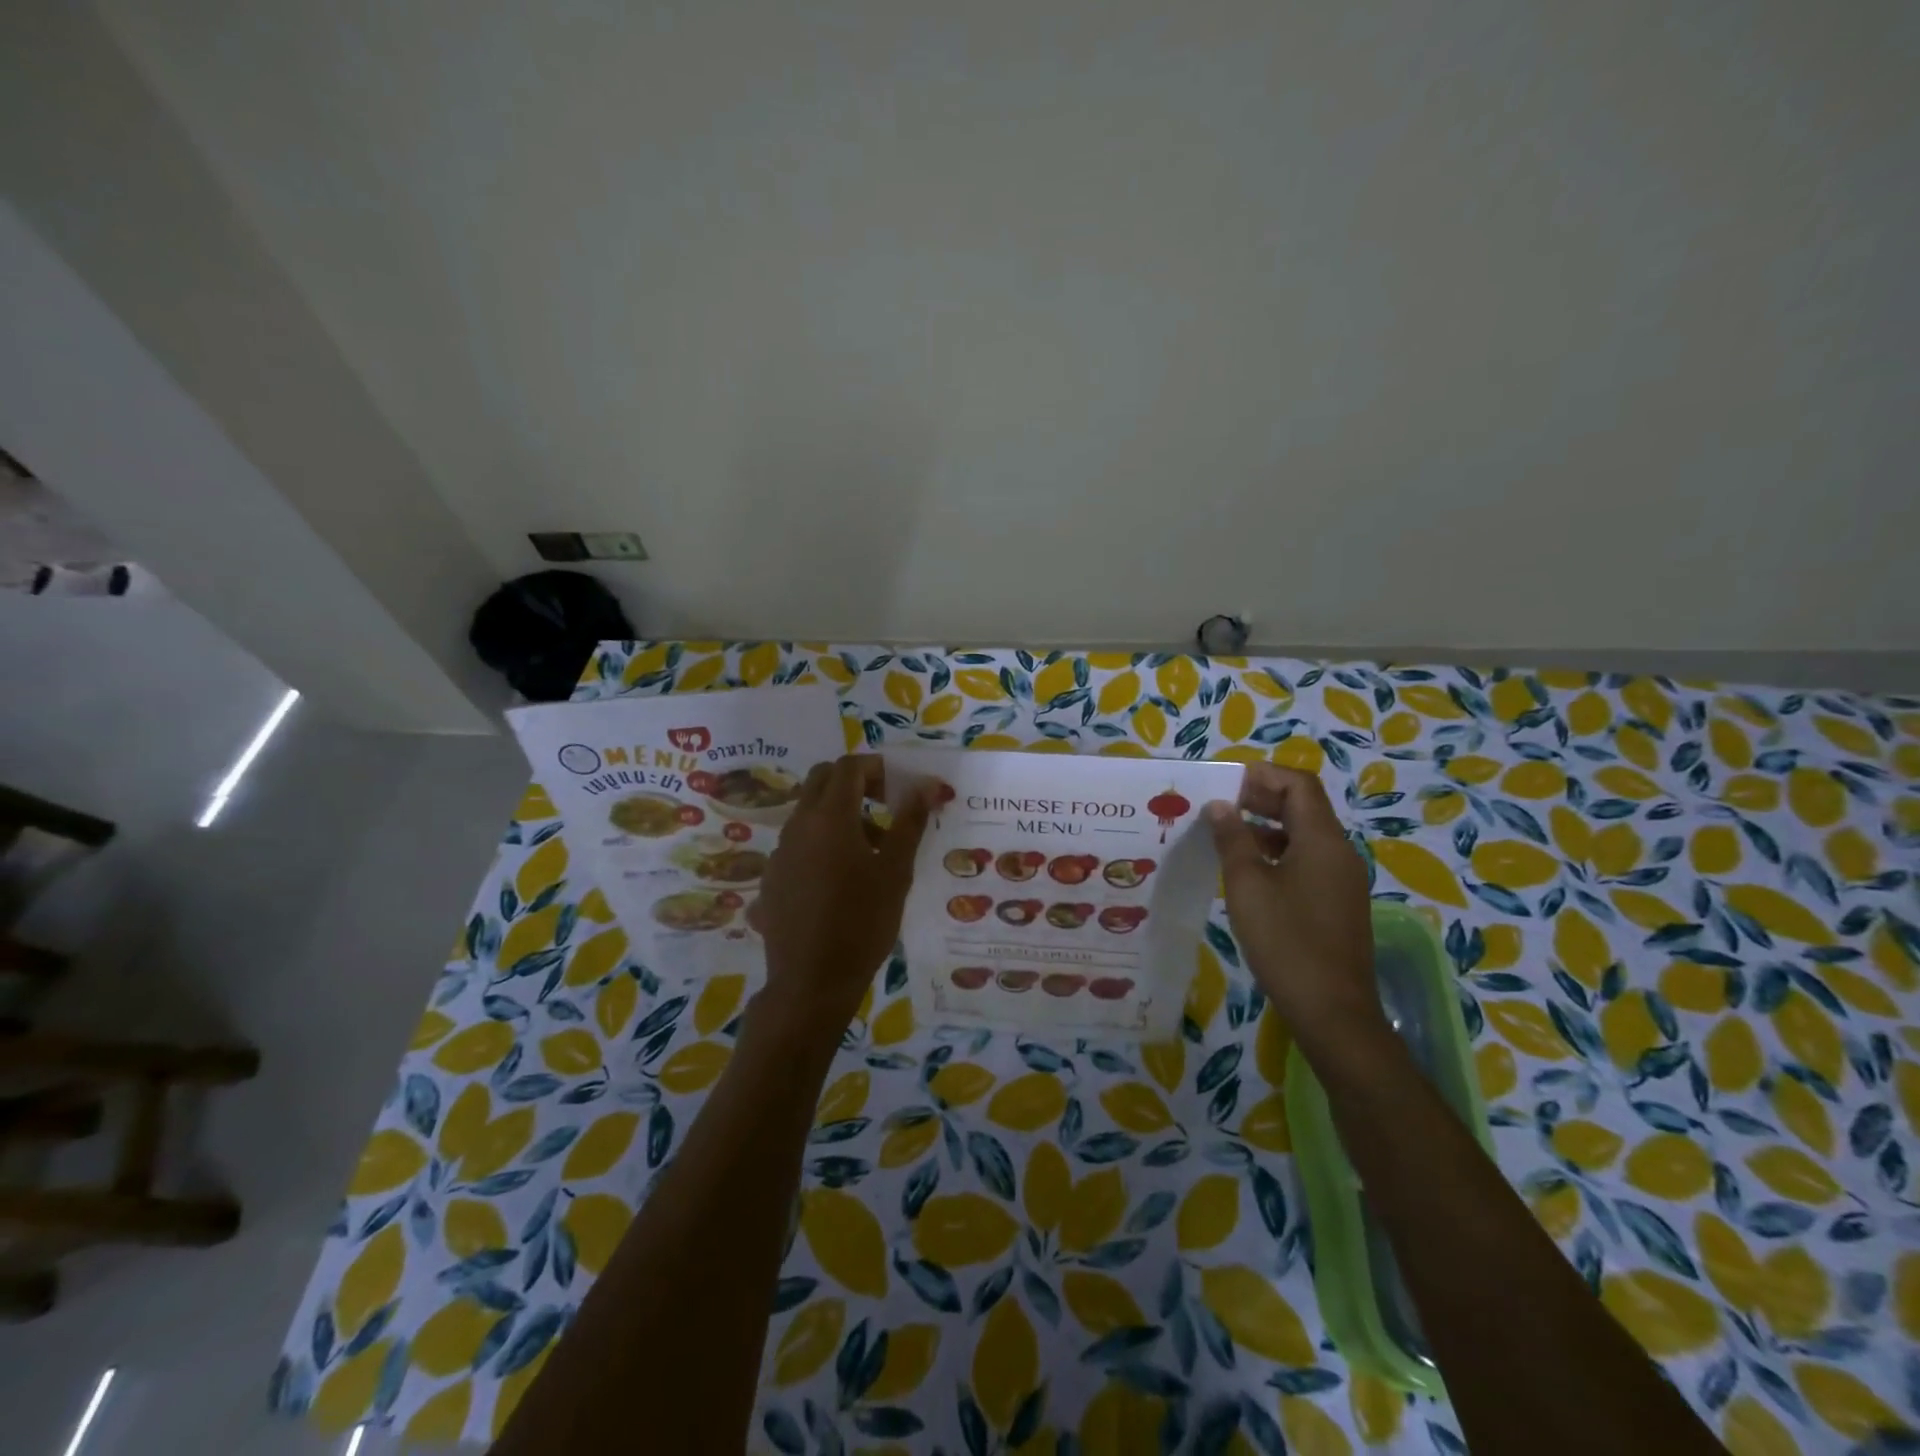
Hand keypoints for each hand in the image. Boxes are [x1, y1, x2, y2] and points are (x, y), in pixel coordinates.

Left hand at [754, 755, 929, 1045]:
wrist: (811, 982)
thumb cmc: (863, 923)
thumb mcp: (895, 872)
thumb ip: (909, 822)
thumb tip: (925, 786)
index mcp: (830, 817)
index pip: (849, 767)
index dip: (877, 768)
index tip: (900, 788)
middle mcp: (799, 824)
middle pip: (822, 779)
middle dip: (855, 783)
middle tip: (885, 806)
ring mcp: (780, 851)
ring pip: (809, 811)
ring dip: (840, 814)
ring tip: (871, 851)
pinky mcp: (772, 876)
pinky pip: (799, 841)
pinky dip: (822, 841)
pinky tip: (841, 880)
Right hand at [1206, 764, 1383, 1056]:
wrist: (1332, 1011)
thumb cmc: (1285, 941)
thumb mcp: (1247, 885)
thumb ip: (1233, 838)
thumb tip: (1220, 805)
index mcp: (1322, 840)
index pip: (1299, 785)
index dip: (1263, 776)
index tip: (1226, 784)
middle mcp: (1339, 852)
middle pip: (1304, 807)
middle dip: (1263, 798)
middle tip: (1220, 806)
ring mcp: (1342, 880)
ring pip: (1305, 836)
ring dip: (1268, 828)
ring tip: (1226, 837)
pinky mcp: (1338, 904)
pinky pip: (1308, 862)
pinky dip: (1279, 854)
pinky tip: (1249, 874)